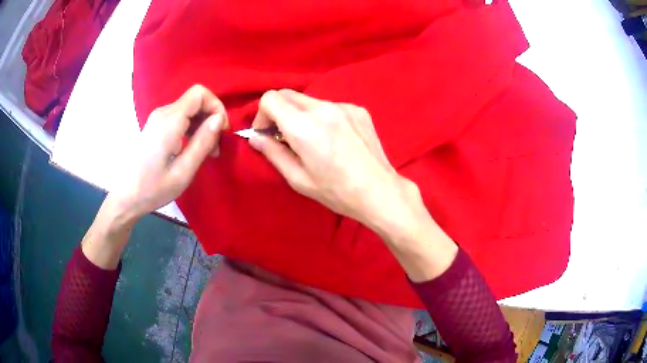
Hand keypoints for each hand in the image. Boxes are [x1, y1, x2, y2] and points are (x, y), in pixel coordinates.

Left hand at [108, 85, 228, 220]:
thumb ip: (202, 143)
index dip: (216, 107)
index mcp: (169, 121)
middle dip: (211, 117)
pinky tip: (193, 148)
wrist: (127, 196)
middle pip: (195, 100)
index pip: (199, 94)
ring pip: (189, 108)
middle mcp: (163, 113)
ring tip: (207, 151)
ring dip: (202, 124)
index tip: (221, 132)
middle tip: (215, 146)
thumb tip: (219, 120)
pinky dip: (192, 128)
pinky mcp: (156, 126)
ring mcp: (158, 118)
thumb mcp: (182, 172)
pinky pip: (180, 117)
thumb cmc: (153, 188)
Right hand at [249, 89, 410, 228]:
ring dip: (302, 116)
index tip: (267, 134)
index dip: (262, 115)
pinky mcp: (358, 109)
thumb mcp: (298, 178)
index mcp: (304, 126)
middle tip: (285, 137)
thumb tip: (255, 137)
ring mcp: (343, 106)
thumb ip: (273, 153)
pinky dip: (323, 118)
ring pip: (309, 101)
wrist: (379, 191)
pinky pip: (330, 106)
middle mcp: (323, 108)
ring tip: (314, 141)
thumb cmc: (336, 191)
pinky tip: (335, 139)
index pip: (270, 98)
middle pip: (288, 95)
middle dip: (279, 112)